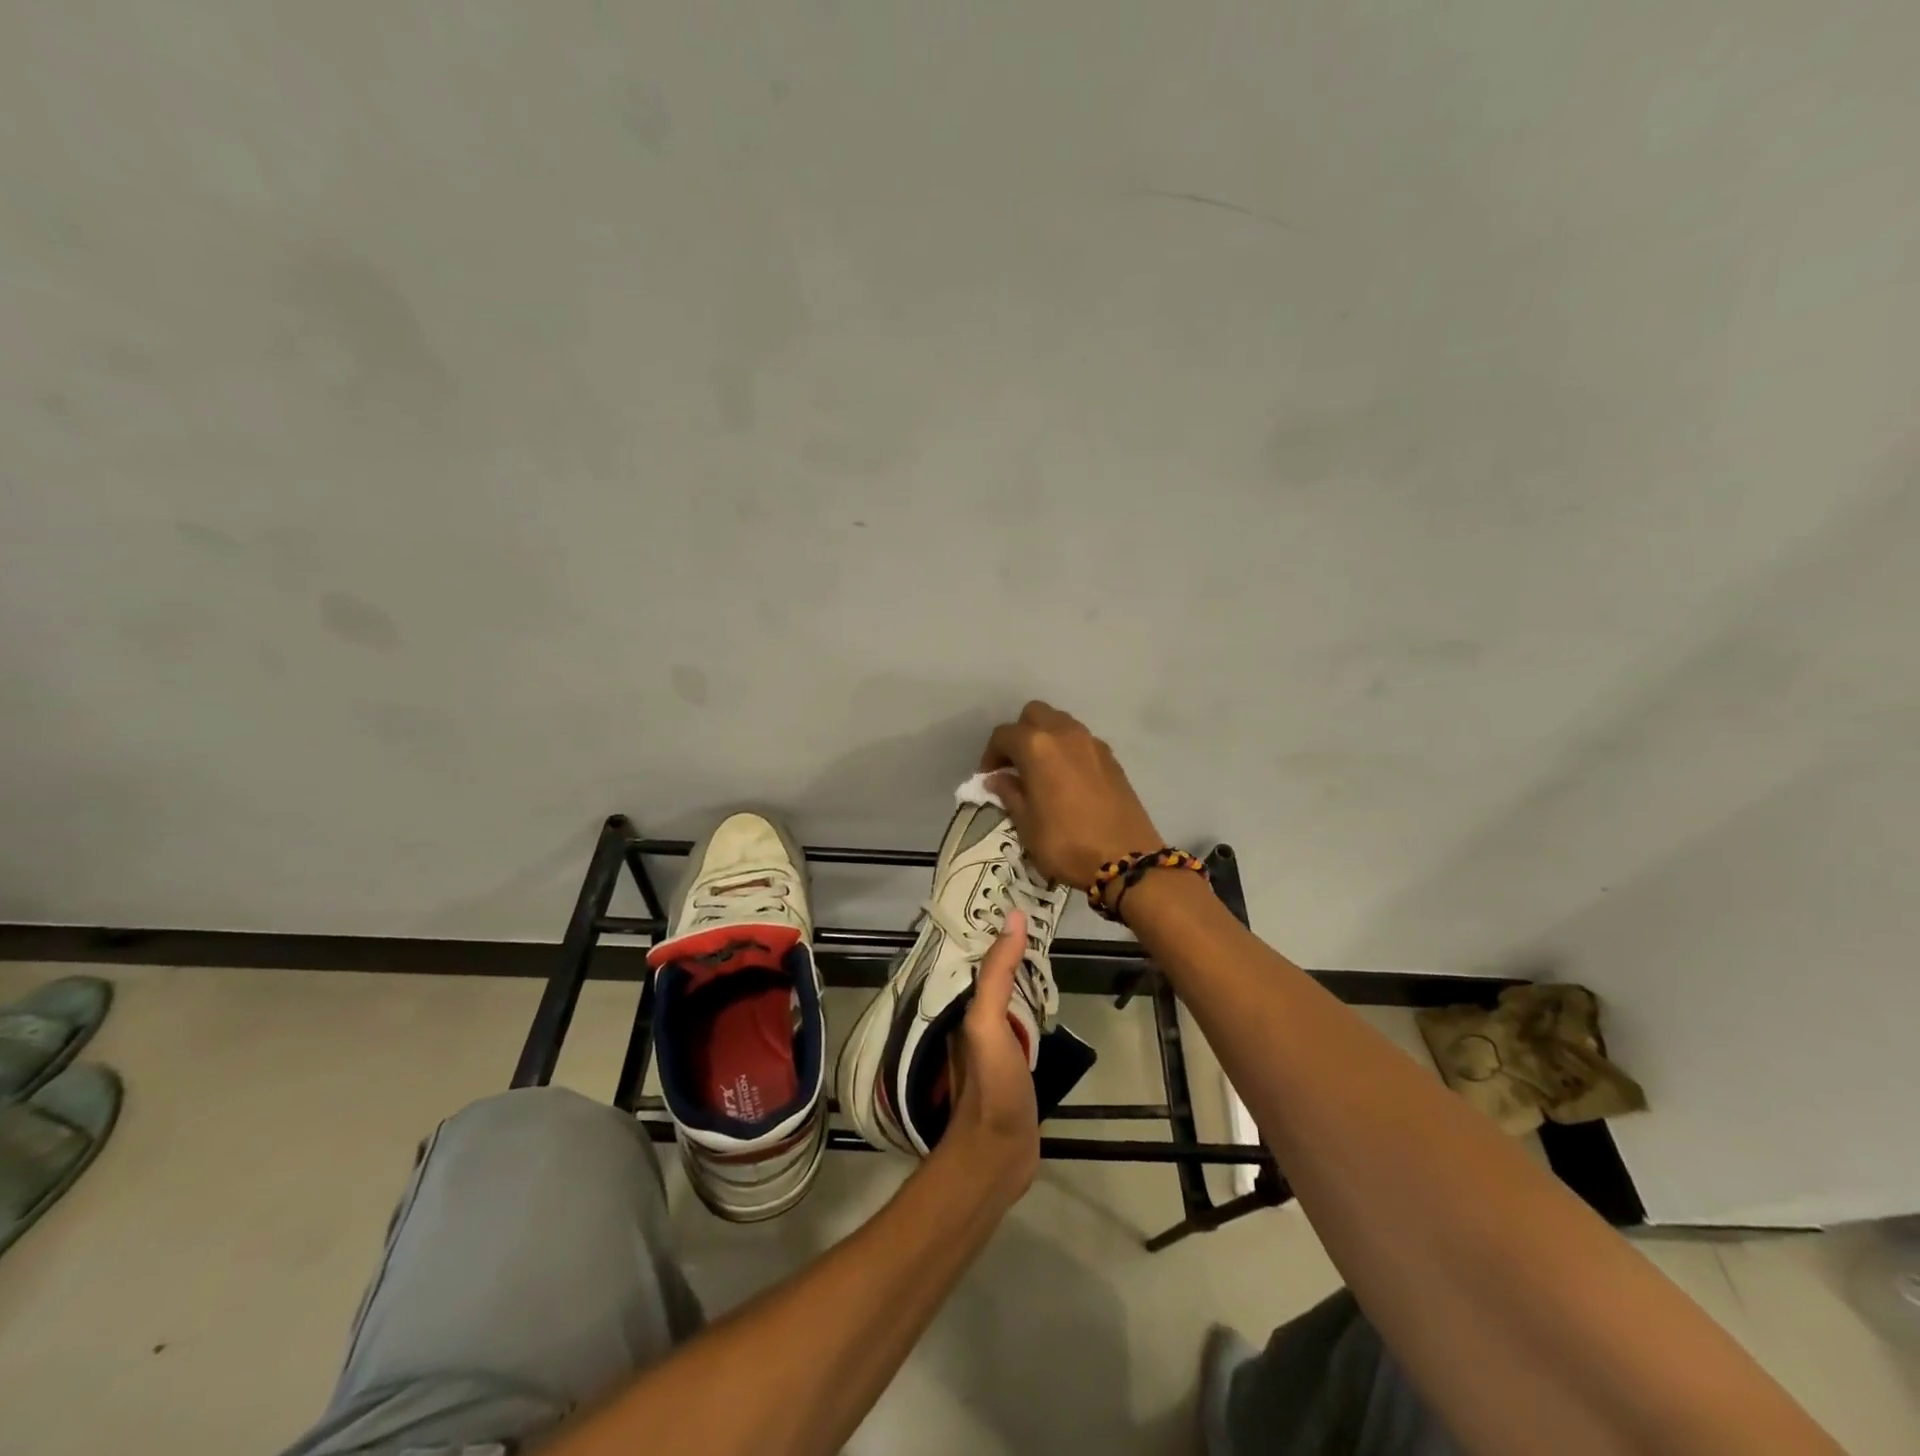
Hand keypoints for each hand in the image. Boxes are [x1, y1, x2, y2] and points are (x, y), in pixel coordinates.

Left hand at [943, 910, 1039, 1199]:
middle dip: (1009, 952)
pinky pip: (1021, 1026)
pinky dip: (1031, 1009)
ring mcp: (993, 1048)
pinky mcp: (1011, 1068)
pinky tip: (1045, 1004)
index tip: (1015, 902)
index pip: (977, 960)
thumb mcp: (988, 1022)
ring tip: (1046, 953)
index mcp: (962, 1011)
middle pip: (992, 978)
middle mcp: (973, 1024)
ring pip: (1007, 1001)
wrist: (999, 1155)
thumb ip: (997, 974)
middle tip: (1038, 922)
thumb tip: (1013, 918)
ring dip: (1021, 980)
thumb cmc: (991, 1085)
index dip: (992, 932)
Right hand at [979, 701, 1163, 890]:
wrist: (1125, 859)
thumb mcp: (1027, 824)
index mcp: (1037, 747)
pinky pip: (1081, 741)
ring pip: (1061, 723)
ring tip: (1039, 771)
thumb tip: (997, 779)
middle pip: (1034, 714)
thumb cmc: (1066, 843)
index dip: (991, 754)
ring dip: (1045, 738)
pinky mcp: (1112, 758)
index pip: (1004, 735)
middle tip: (1014, 766)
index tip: (988, 778)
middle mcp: (1065, 734)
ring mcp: (1092, 743)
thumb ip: (1010, 794)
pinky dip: (1068, 750)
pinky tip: (1066, 779)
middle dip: (1019, 734)